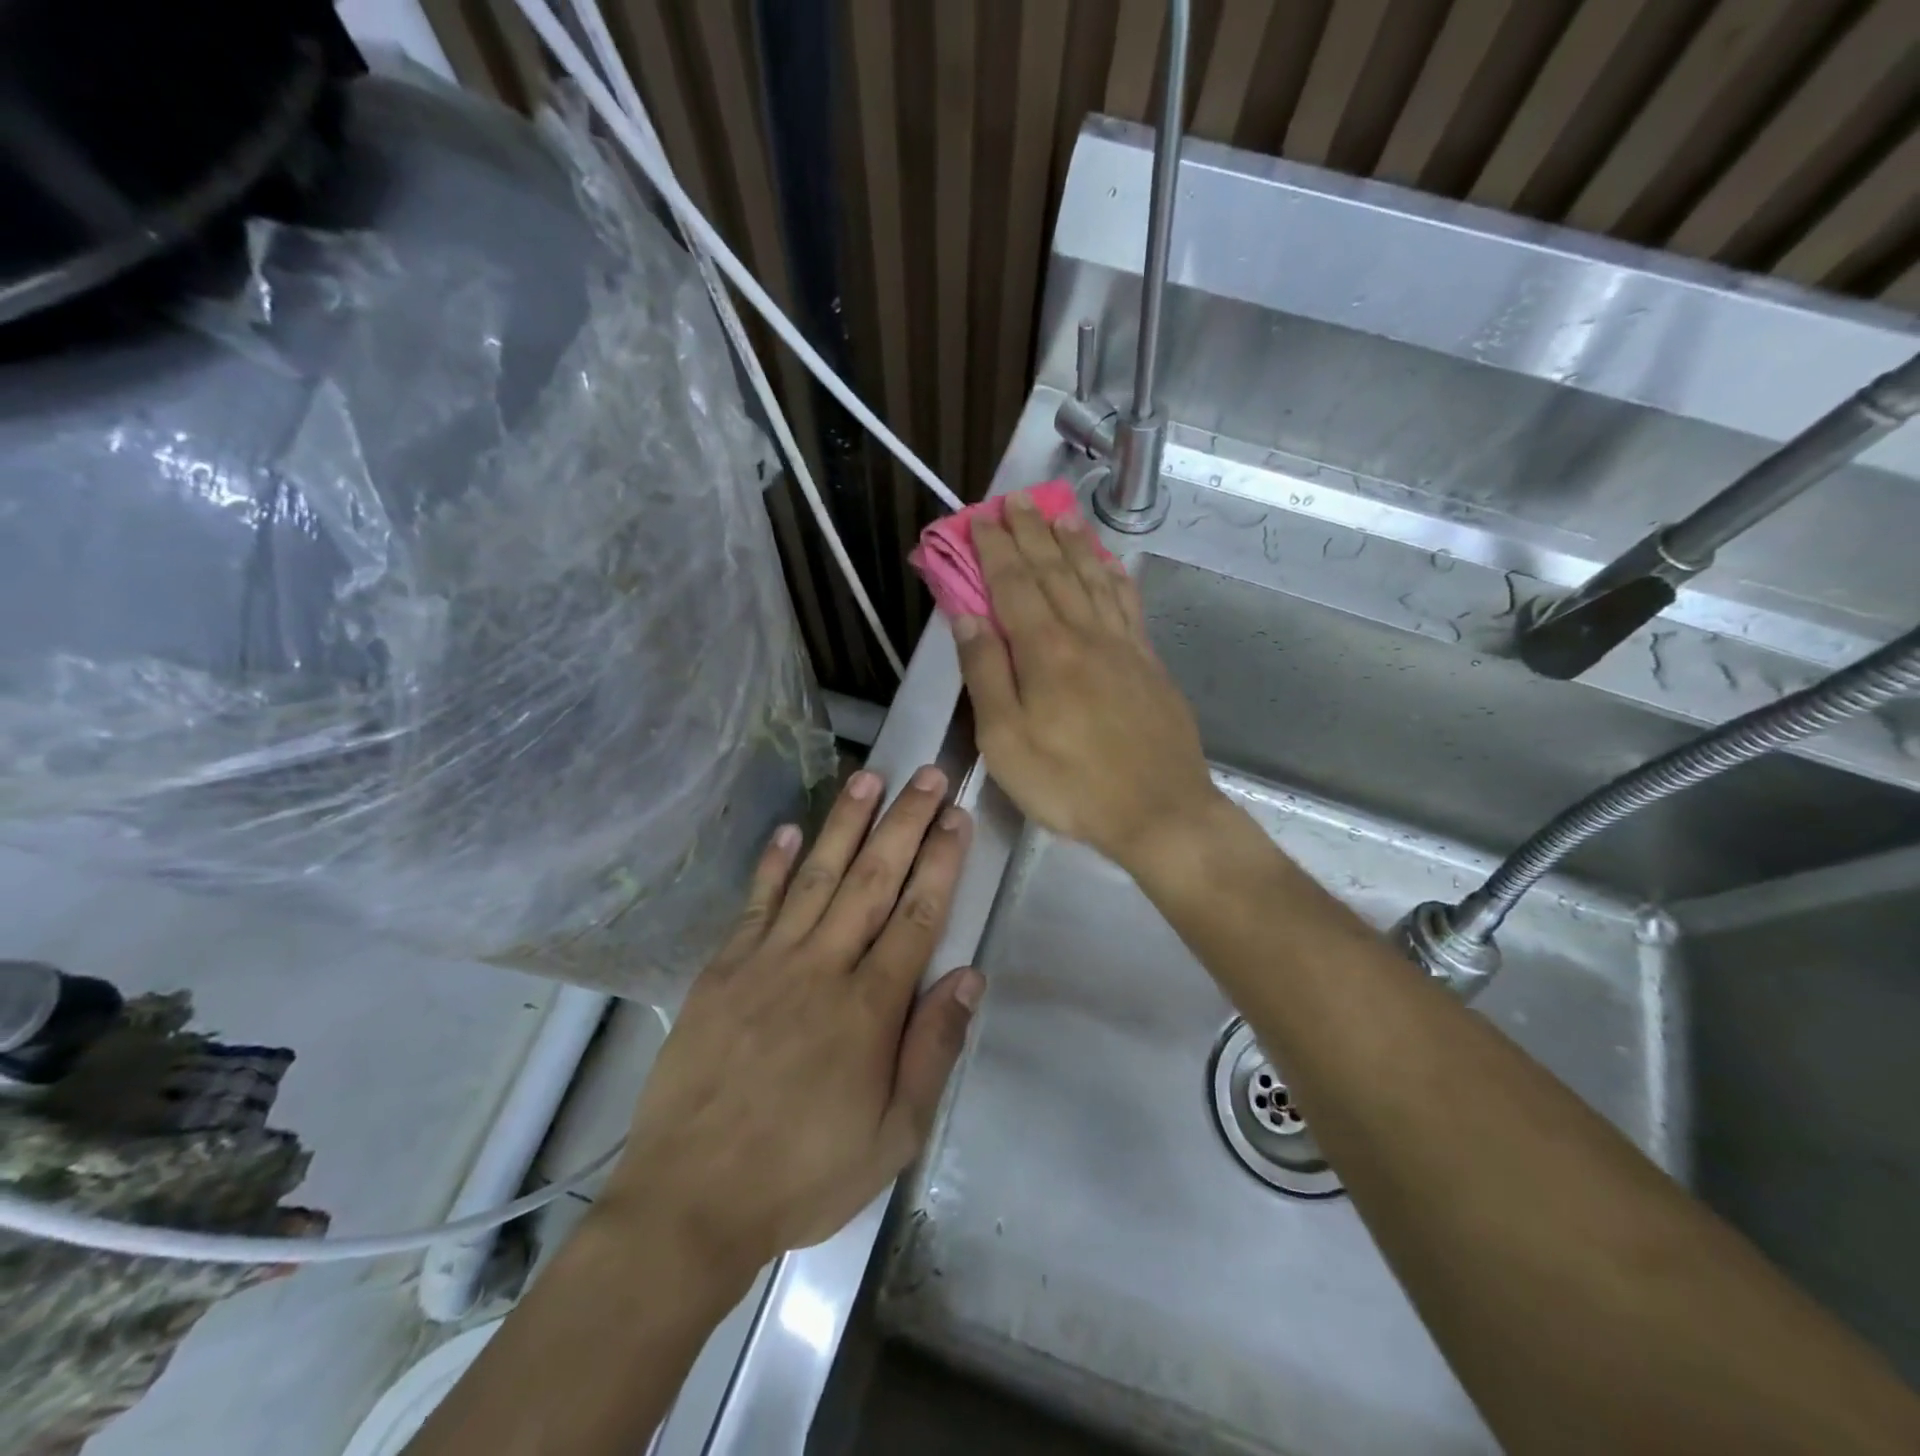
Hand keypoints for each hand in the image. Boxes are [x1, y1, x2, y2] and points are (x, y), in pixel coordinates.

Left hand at [600, 767, 981, 1278]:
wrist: (691, 1201)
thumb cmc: (804, 1174)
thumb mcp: (893, 1135)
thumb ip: (933, 1049)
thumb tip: (968, 976)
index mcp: (870, 1007)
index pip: (917, 914)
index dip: (941, 859)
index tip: (956, 814)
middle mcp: (822, 966)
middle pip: (873, 879)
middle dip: (905, 822)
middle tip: (926, 773)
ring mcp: (767, 961)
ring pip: (816, 876)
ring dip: (845, 823)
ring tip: (869, 777)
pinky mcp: (722, 970)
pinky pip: (755, 904)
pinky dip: (772, 865)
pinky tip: (787, 830)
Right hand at [953, 491, 1218, 872]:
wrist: (1158, 811)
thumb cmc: (1070, 783)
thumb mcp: (1005, 740)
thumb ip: (986, 674)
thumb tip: (966, 618)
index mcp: (1045, 651)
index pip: (1013, 584)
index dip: (995, 549)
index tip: (981, 518)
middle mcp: (1085, 634)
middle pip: (1054, 571)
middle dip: (1032, 532)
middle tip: (1017, 500)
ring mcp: (1123, 646)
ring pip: (1094, 579)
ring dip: (1074, 543)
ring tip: (1061, 513)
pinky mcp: (1149, 663)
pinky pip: (1128, 604)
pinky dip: (1114, 575)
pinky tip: (1109, 564)